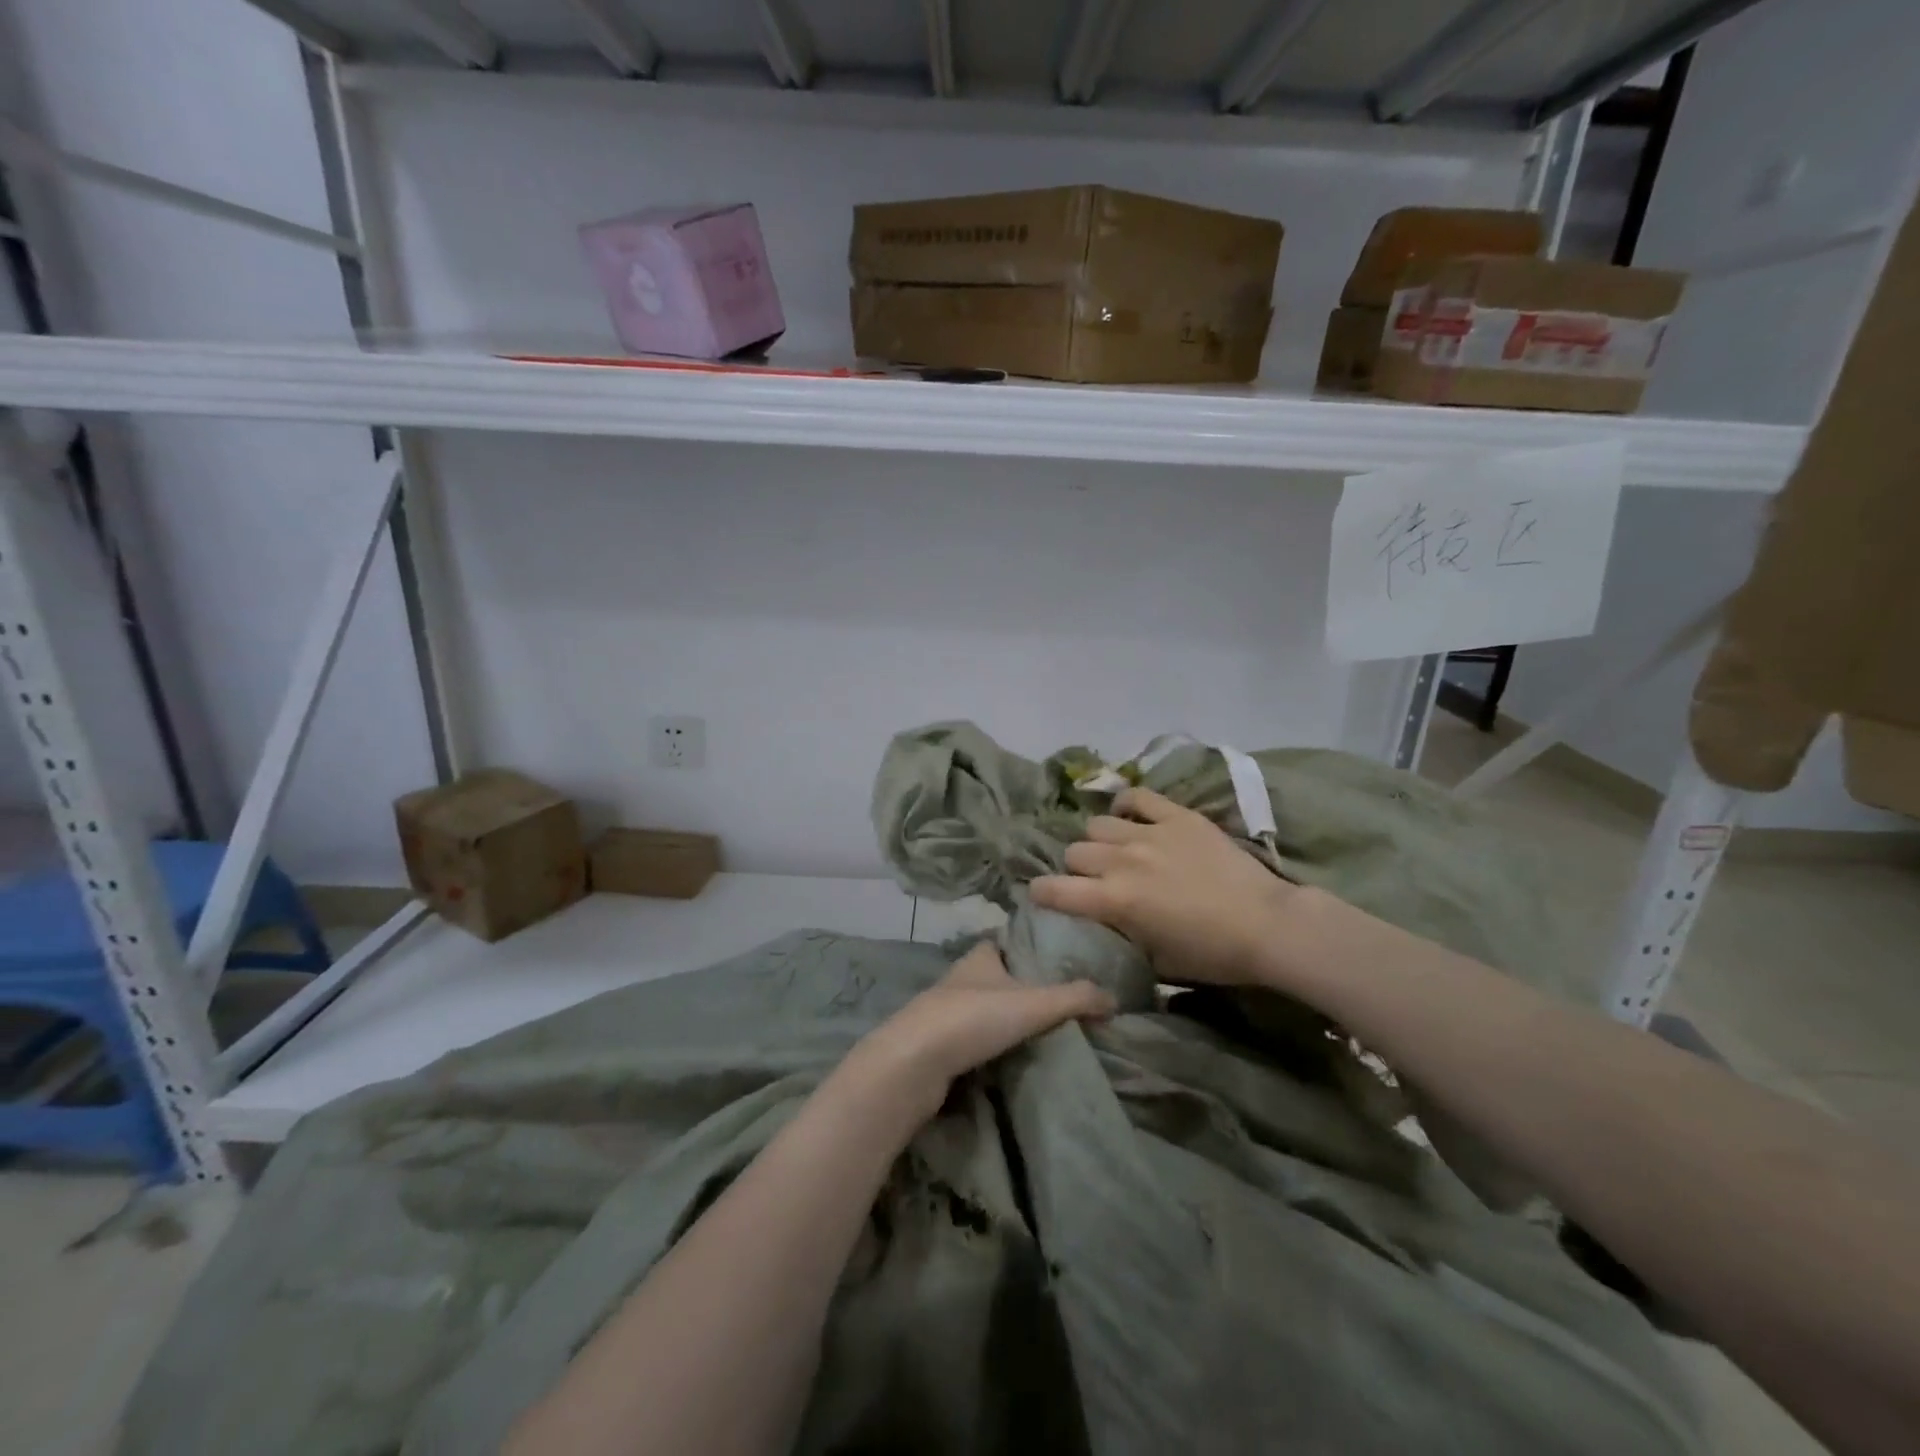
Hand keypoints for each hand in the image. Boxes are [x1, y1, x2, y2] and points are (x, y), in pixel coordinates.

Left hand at [839, 943, 1114, 1120]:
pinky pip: (972, 1041)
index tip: (1057, 961)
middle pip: (997, 977)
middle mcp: (960, 978)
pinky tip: (1013, 1061)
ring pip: (983, 1010)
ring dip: (1005, 1020)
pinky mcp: (937, 1047)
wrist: (914, 1064)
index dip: (1029, 948)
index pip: (1006, 943)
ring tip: (1043, 1035)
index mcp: (979, 956)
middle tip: (1059, 1004)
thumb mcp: (1033, 1003)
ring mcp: (945, 1013)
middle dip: (1022, 988)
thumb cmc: (973, 1018)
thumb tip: (1113, 998)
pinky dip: (991, 1047)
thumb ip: (1075, 998)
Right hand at [1030, 787, 1301, 987]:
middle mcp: (1122, 861)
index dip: (1041, 893)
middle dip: (1076, 868)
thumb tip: (1106, 920)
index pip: (1054, 890)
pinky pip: (1136, 797)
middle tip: (1094, 880)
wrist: (1268, 925)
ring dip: (1100, 841)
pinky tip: (1132, 818)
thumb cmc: (1212, 954)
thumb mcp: (1155, 959)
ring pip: (1097, 824)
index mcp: (1114, 901)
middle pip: (1074, 852)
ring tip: (1116, 850)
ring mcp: (1149, 833)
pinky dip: (1126, 806)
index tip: (1043, 896)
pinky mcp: (1176, 815)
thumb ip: (1121, 933)